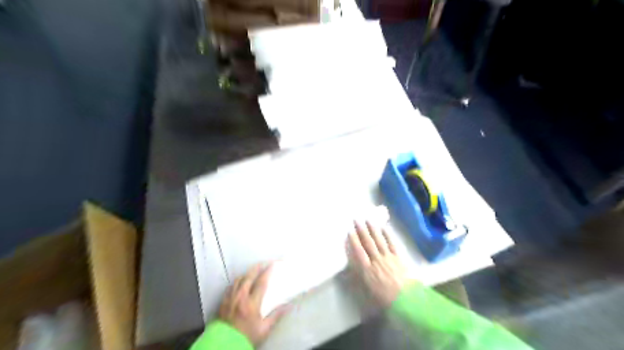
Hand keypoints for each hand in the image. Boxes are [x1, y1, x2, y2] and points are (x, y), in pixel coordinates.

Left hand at [218, 264, 288, 345]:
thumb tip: (289, 306)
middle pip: (249, 277)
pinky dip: (236, 282)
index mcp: (252, 303)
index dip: (267, 271)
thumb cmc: (247, 336)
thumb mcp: (264, 328)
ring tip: (252, 271)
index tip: (272, 264)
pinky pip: (230, 287)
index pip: (261, 282)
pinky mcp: (223, 302)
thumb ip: (276, 315)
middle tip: (263, 263)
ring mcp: (230, 299)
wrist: (226, 344)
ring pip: (238, 280)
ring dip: (246, 274)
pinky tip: (239, 282)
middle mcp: (240, 297)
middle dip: (257, 268)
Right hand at [346, 222, 410, 305]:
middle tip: (356, 220)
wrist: (407, 300)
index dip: (353, 241)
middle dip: (361, 231)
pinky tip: (383, 228)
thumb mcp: (367, 293)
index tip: (349, 231)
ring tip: (368, 220)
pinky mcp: (398, 257)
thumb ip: (358, 280)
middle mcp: (377, 260)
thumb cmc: (385, 299)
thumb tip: (347, 271)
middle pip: (368, 243)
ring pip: (379, 241)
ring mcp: (388, 257)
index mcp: (368, 270)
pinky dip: (387, 235)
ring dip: (373, 229)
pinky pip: (391, 244)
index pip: (359, 252)